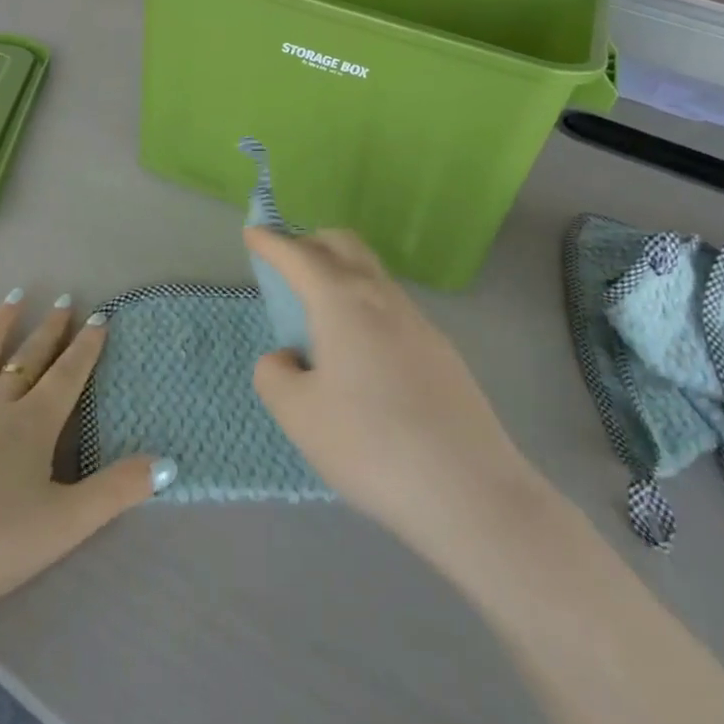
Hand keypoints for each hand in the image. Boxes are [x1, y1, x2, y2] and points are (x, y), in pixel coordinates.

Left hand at [0, 295, 165, 639]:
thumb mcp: (62, 526)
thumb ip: (115, 491)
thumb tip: (169, 463)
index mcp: (30, 427)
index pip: (67, 376)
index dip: (86, 347)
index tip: (100, 317)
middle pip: (27, 361)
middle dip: (49, 331)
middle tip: (63, 301)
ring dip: (0, 325)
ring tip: (16, 298)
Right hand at [246, 228, 536, 556]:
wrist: (470, 491)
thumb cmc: (370, 446)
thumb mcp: (298, 415)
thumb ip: (275, 375)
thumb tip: (288, 358)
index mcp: (342, 302)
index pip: (300, 256)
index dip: (272, 242)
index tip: (253, 232)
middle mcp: (382, 298)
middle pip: (345, 246)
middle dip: (312, 242)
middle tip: (287, 263)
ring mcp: (418, 322)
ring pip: (372, 274)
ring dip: (341, 272)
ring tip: (319, 310)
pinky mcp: (442, 351)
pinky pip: (392, 306)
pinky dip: (364, 303)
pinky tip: (360, 349)